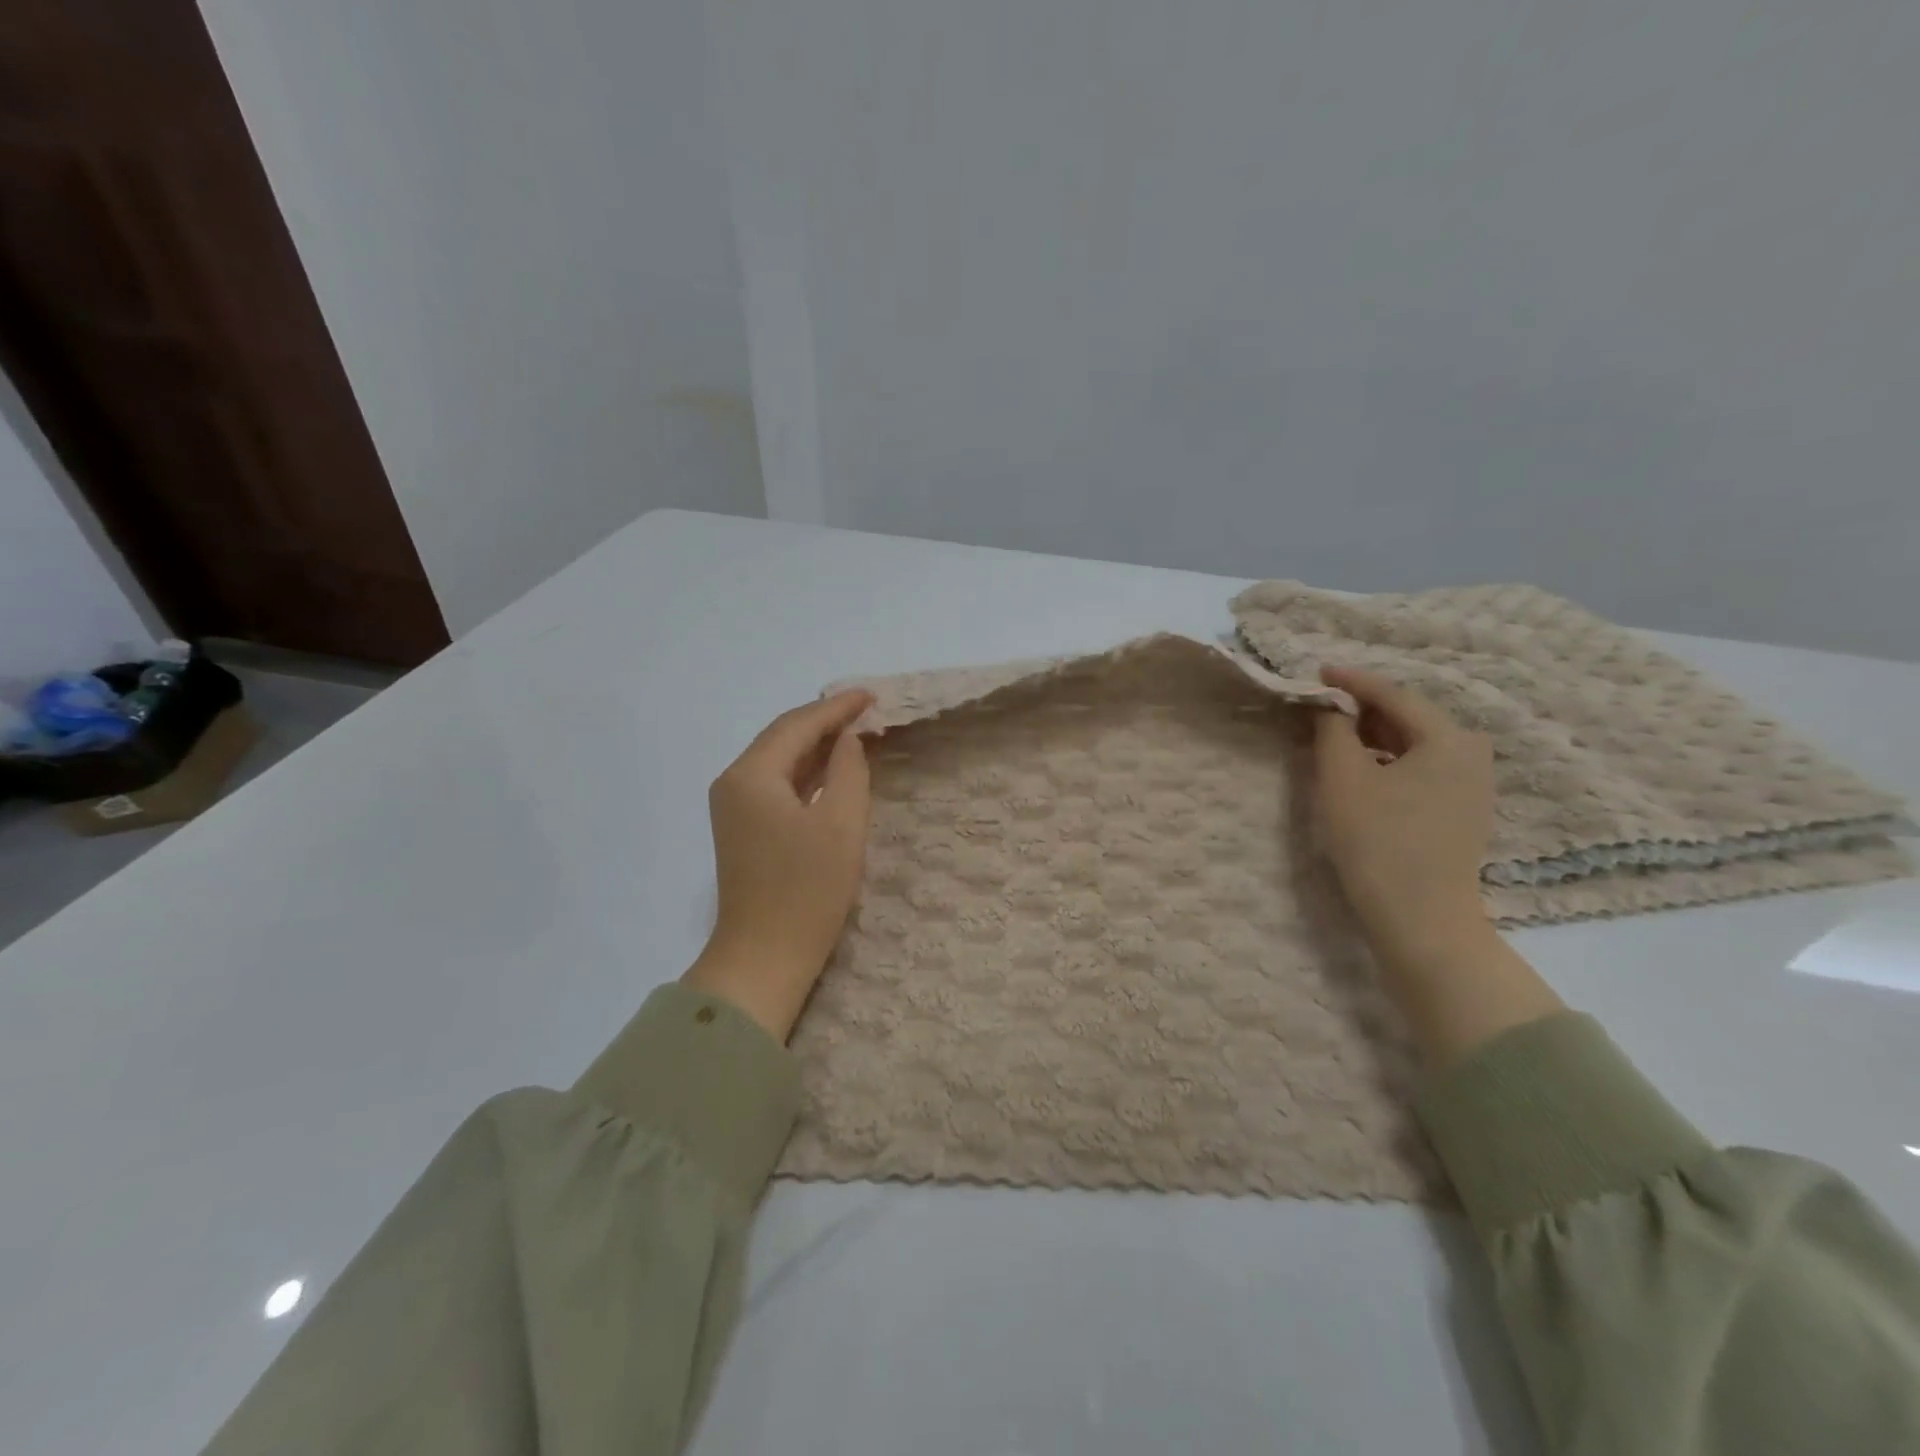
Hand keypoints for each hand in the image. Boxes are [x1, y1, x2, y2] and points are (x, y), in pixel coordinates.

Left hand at [683, 690, 874, 1041]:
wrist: (764, 958)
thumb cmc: (807, 891)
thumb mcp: (841, 824)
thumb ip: (848, 770)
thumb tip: (847, 739)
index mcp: (751, 775)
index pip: (797, 726)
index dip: (836, 708)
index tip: (871, 695)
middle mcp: (734, 783)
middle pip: (783, 738)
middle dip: (825, 722)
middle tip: (867, 709)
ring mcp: (734, 808)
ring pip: (780, 761)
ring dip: (817, 746)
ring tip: (857, 732)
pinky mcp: (744, 829)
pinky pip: (778, 785)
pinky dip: (807, 773)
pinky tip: (833, 769)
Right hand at [1312, 665, 1562, 1066]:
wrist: (1420, 920)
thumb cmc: (1377, 842)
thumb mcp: (1342, 778)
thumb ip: (1333, 730)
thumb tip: (1330, 706)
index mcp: (1449, 738)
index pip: (1393, 695)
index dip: (1351, 682)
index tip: (1317, 672)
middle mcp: (1472, 753)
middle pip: (1409, 717)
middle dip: (1363, 709)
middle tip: (1321, 706)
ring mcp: (1474, 784)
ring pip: (1415, 744)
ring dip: (1374, 736)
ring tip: (1334, 735)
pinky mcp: (1465, 811)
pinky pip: (1422, 767)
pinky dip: (1389, 760)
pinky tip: (1362, 769)